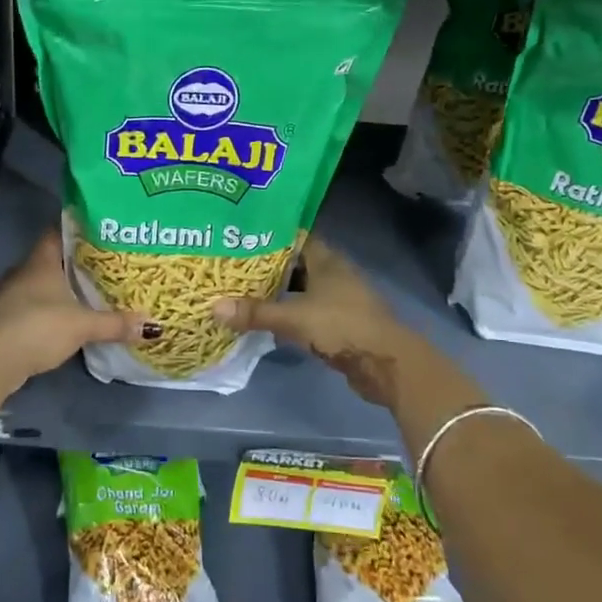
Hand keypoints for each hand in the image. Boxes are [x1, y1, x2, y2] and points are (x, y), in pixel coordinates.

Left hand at [0, 230, 147, 381]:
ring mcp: (3, 296)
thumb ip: (115, 324)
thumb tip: (152, 326)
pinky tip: (44, 323)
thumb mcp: (84, 325)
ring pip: (28, 286)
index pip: (54, 234)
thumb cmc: (41, 327)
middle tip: (90, 270)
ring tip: (71, 297)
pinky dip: (30, 313)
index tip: (92, 235)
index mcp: (40, 263)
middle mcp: (19, 273)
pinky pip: (18, 309)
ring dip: (45, 291)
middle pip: (43, 261)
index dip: (72, 232)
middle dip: (64, 265)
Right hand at [211, 236, 410, 408]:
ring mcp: (339, 300)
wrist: (388, 365)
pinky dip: (289, 313)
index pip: (296, 237)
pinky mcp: (340, 324)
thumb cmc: (343, 327)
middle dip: (268, 265)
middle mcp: (334, 274)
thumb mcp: (295, 318)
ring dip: (278, 291)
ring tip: (242, 291)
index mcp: (327, 261)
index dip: (271, 236)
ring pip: (302, 289)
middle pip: (296, 264)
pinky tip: (267, 318)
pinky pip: (307, 311)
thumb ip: (256, 313)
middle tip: (233, 265)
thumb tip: (214, 307)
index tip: (241, 236)